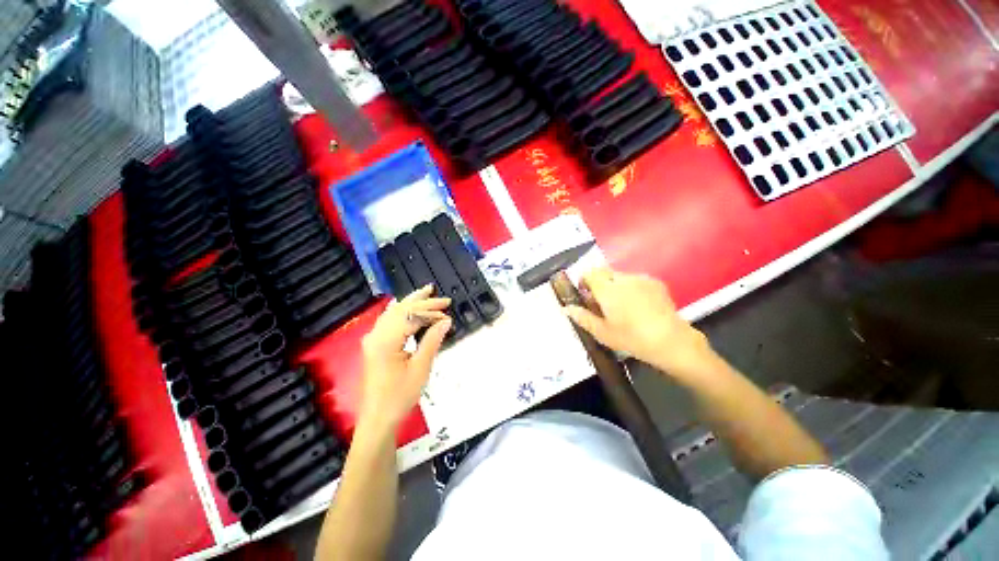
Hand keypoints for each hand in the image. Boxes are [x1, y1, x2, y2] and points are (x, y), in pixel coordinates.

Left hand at [358, 285, 451, 435]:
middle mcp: (376, 335)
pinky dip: (400, 311)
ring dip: (409, 302)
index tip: (448, 312)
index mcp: (386, 340)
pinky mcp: (373, 345)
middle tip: (438, 293)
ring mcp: (372, 339)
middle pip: (399, 309)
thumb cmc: (400, 396)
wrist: (378, 419)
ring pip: (392, 312)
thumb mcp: (421, 367)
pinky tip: (405, 306)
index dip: (431, 311)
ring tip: (425, 292)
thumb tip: (445, 320)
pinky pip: (387, 320)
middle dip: (420, 300)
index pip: (411, 315)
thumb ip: (432, 340)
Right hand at [564, 267, 716, 381]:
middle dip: (600, 284)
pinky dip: (631, 287)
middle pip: (604, 273)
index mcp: (607, 290)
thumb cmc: (632, 338)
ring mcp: (641, 279)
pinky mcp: (655, 282)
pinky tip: (639, 305)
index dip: (585, 281)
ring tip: (623, 306)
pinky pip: (635, 279)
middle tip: (603, 304)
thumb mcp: (603, 333)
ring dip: (615, 286)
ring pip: (620, 276)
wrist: (671, 341)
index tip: (586, 295)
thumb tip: (566, 308)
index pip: (589, 273)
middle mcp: (623, 279)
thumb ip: (582, 317)